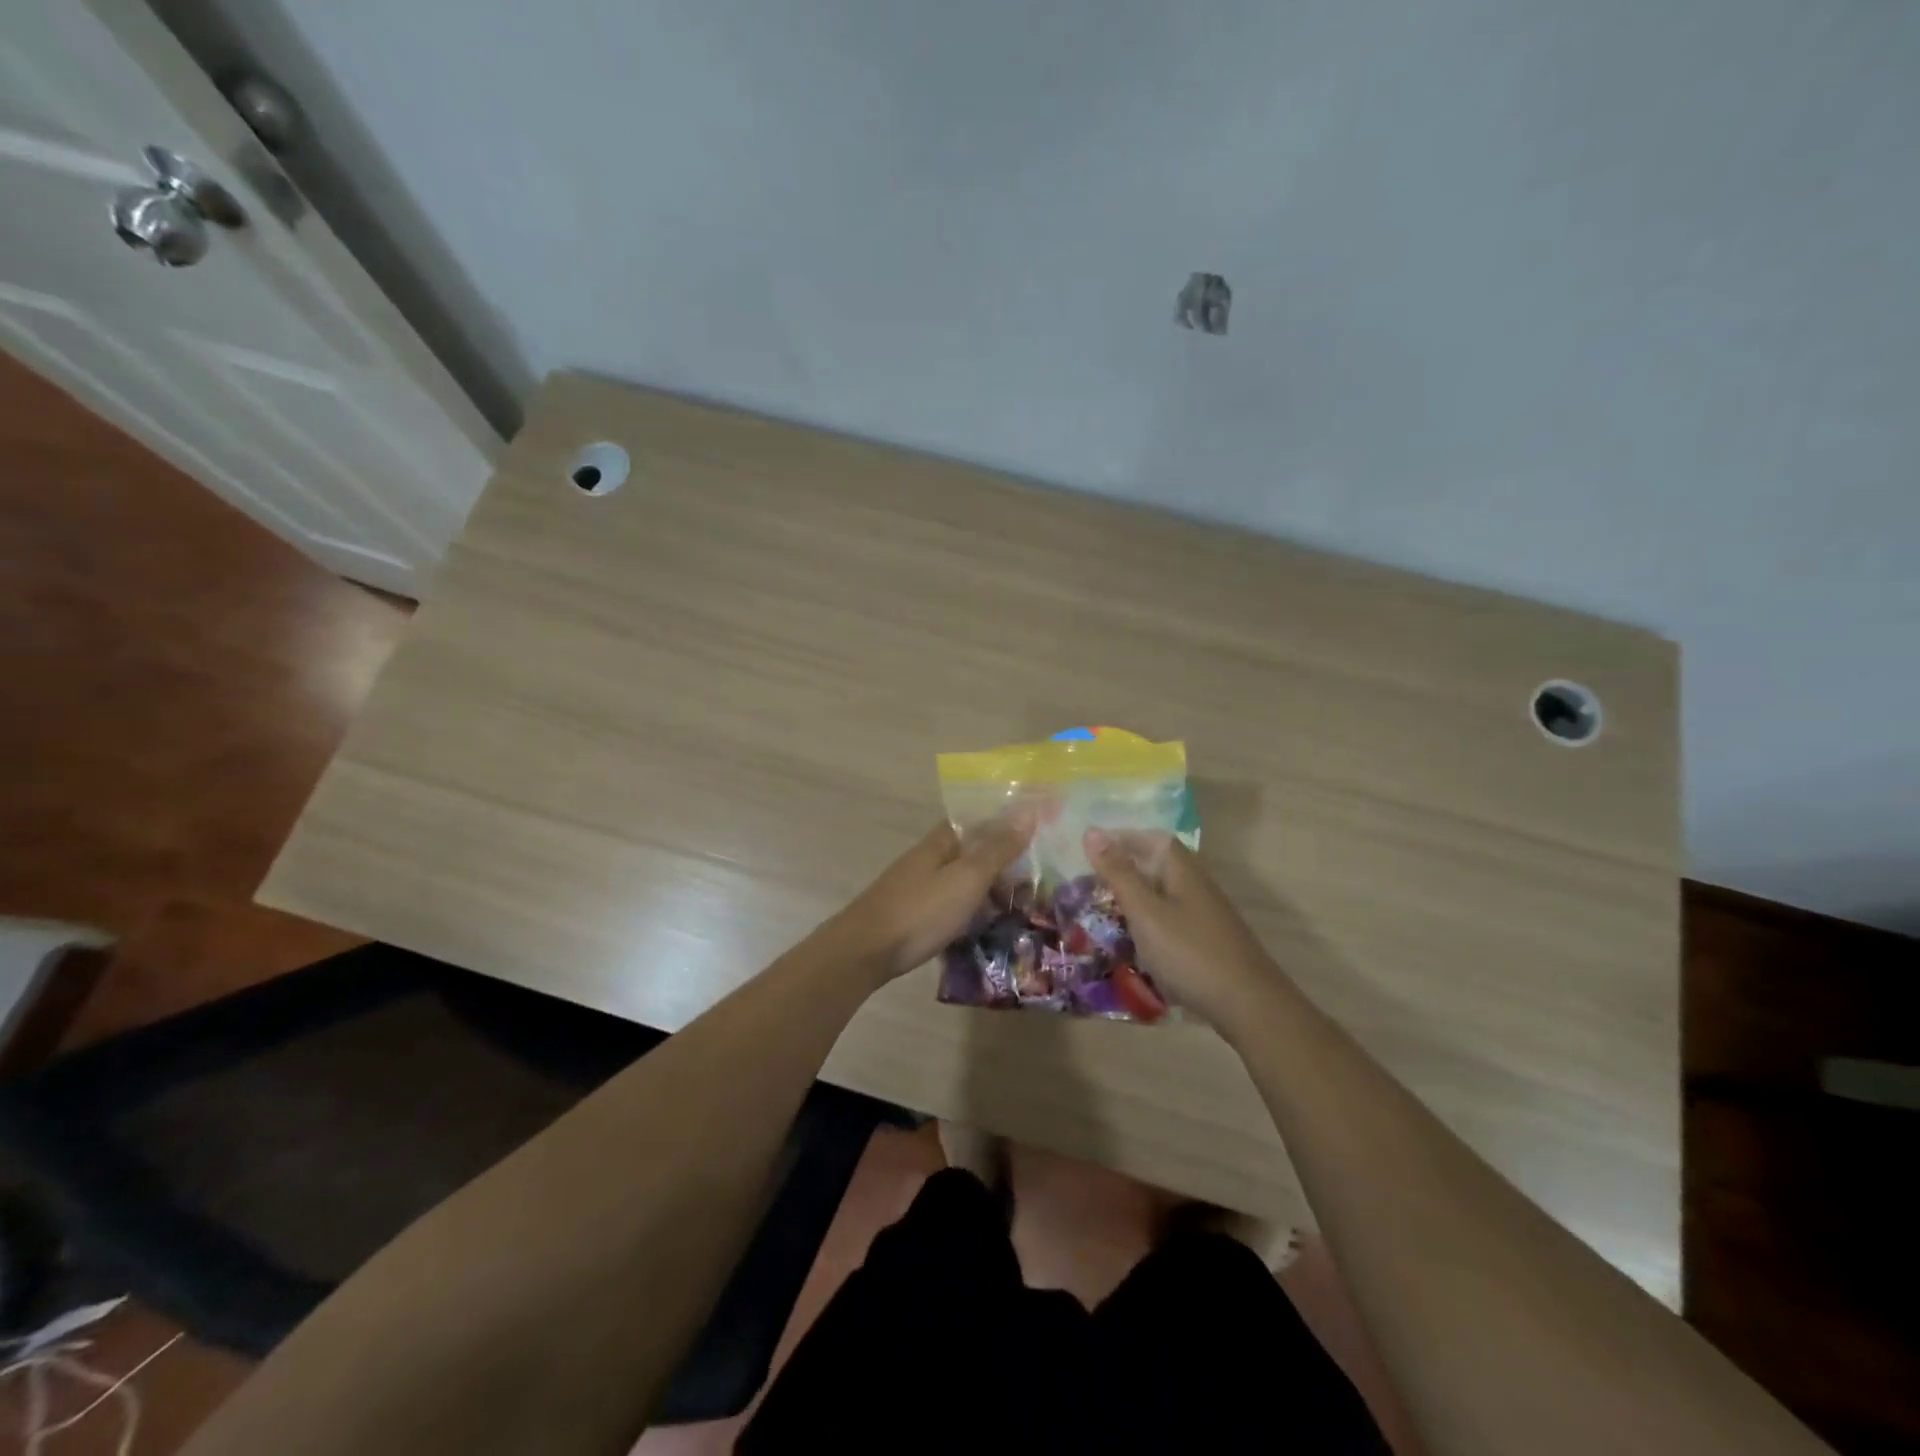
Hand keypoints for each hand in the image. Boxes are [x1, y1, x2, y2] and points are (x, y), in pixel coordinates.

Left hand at [820, 816, 1034, 982]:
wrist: (864, 952)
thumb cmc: (921, 910)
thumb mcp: (967, 878)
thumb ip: (997, 849)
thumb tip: (1027, 813)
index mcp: (941, 842)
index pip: (978, 821)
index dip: (1006, 824)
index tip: (1038, 835)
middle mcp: (928, 859)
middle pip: (971, 852)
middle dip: (1002, 862)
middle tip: (1037, 880)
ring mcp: (917, 888)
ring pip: (961, 881)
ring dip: (988, 889)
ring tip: (1020, 907)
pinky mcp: (912, 916)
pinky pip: (951, 905)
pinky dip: (972, 911)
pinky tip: (986, 926)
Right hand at [1084, 829, 1281, 1028]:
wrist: (1249, 1006)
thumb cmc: (1190, 953)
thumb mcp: (1145, 912)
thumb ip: (1118, 874)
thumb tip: (1091, 831)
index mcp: (1183, 871)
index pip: (1153, 839)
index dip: (1123, 838)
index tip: (1090, 849)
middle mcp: (1197, 887)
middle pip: (1159, 866)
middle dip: (1125, 870)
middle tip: (1089, 883)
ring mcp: (1206, 917)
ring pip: (1164, 896)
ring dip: (1135, 899)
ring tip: (1105, 913)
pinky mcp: (1208, 944)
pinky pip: (1171, 922)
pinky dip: (1148, 925)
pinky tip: (1135, 944)